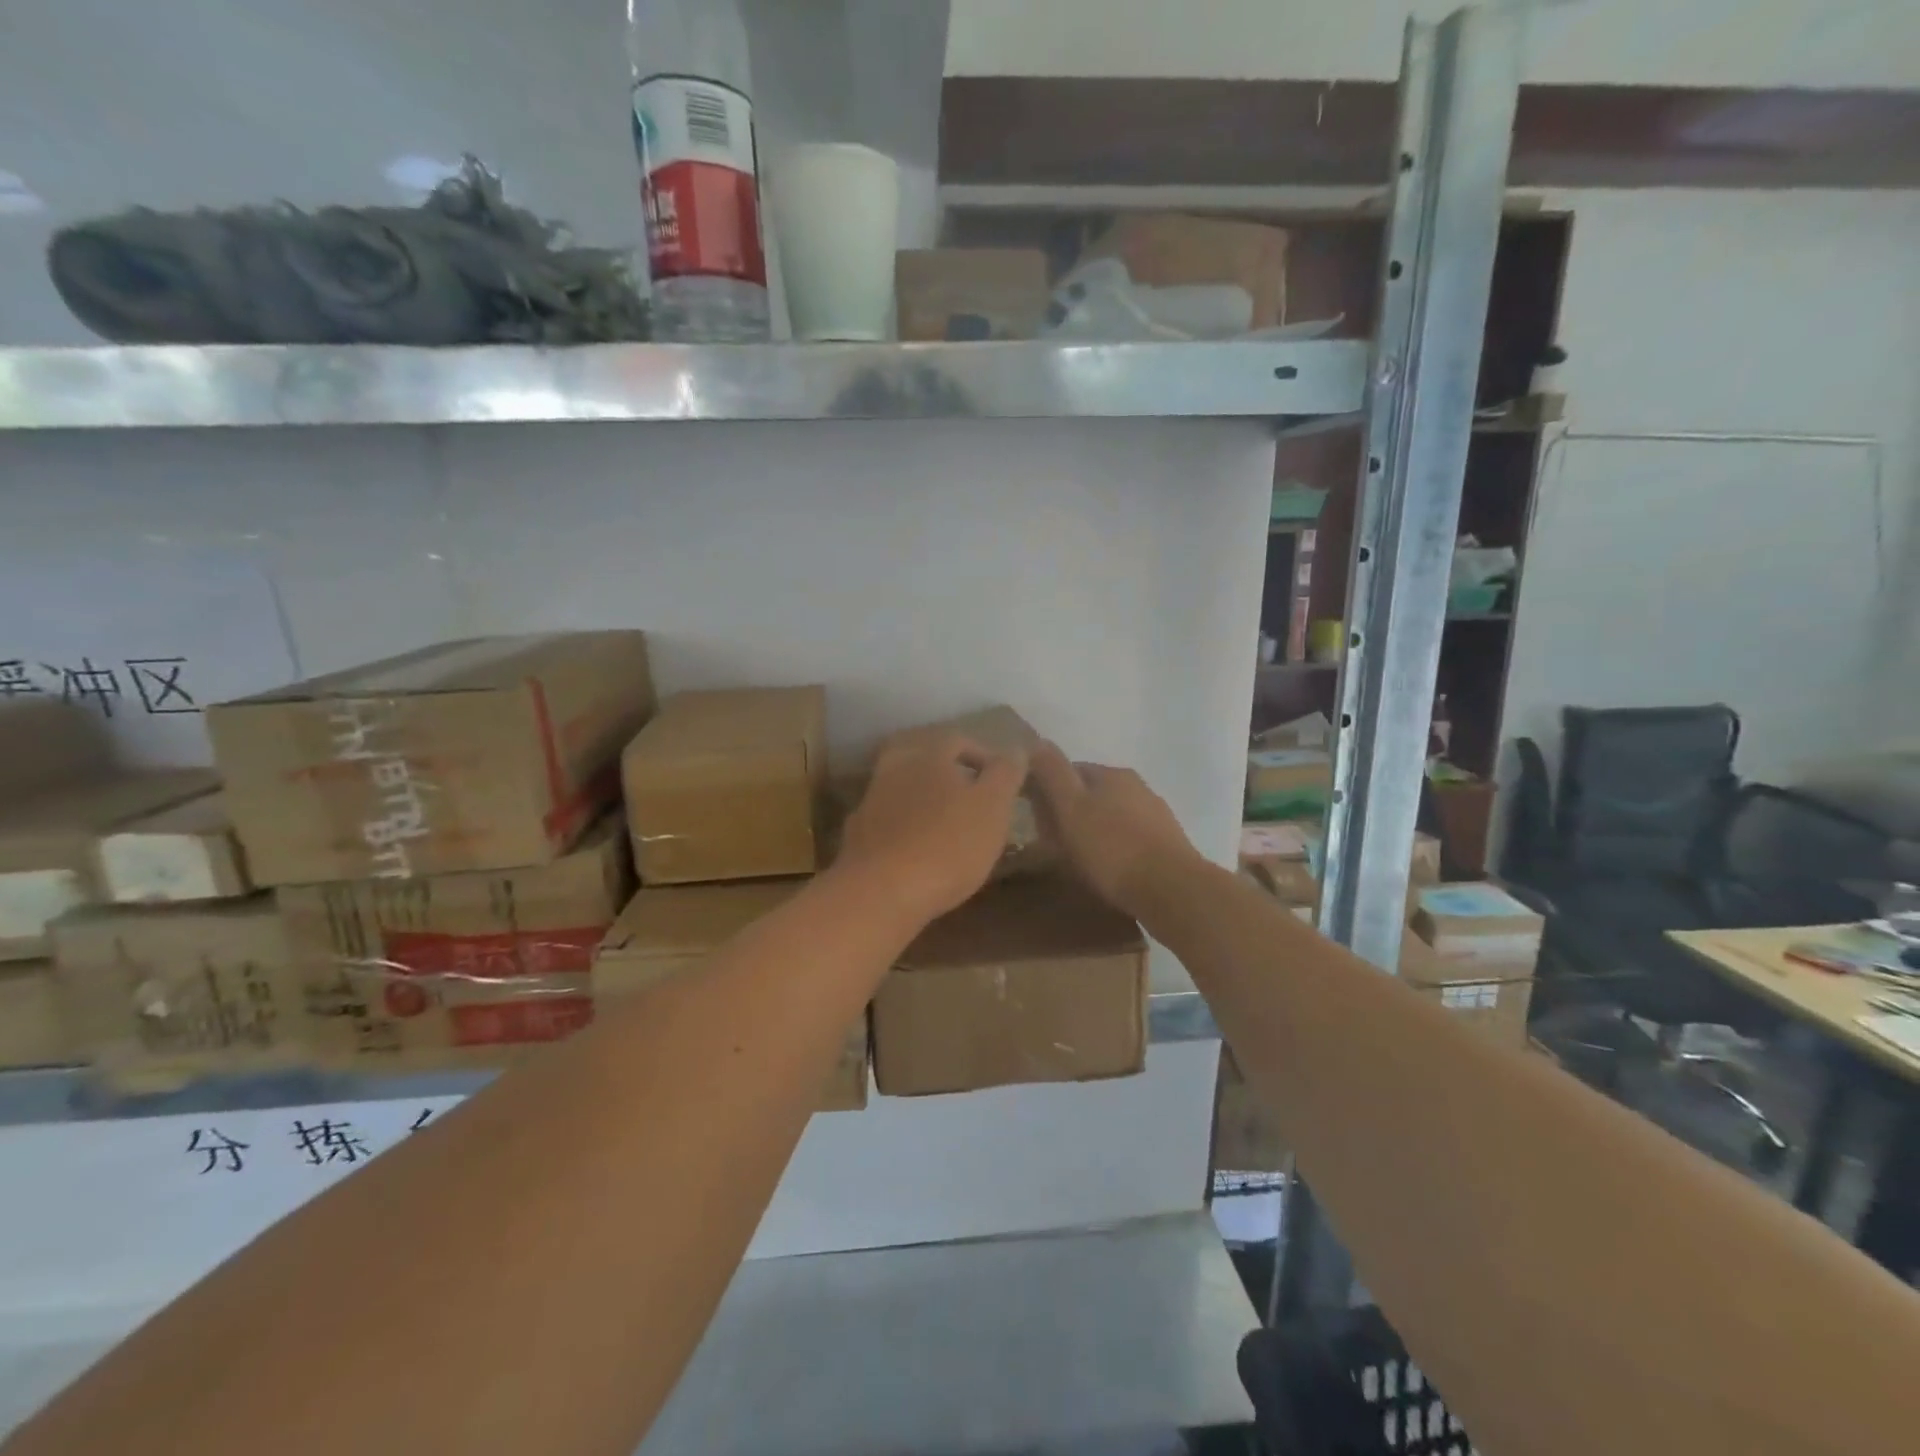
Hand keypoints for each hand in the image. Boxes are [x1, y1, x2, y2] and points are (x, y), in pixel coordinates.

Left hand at [836, 732, 1026, 927]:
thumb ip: (1006, 773)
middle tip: (974, 796)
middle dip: (950, 773)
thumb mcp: (993, 806)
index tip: (1004, 781)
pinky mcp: (858, 834)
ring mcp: (871, 801)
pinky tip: (919, 848)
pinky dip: (906, 826)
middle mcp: (894, 767)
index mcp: (928, 752)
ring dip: (927, 799)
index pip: (959, 739)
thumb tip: (1015, 748)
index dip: (985, 757)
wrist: (880, 892)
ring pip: (905, 788)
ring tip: (951, 825)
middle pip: (925, 758)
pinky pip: (889, 820)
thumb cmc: (947, 843)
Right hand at [1029, 740, 1199, 917]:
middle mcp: (1136, 786)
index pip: (1069, 770)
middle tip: (1051, 841)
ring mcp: (1155, 814)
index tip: (1033, 817)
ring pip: (1111, 815)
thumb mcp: (1071, 808)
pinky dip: (1114, 847)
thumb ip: (1052, 773)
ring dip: (1093, 829)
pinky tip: (1108, 868)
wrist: (1172, 890)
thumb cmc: (1112, 848)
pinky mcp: (1167, 843)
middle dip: (1070, 811)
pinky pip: (1129, 837)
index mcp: (1111, 774)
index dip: (1047, 791)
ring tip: (1077, 858)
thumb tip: (1036, 741)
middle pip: (1091, 792)